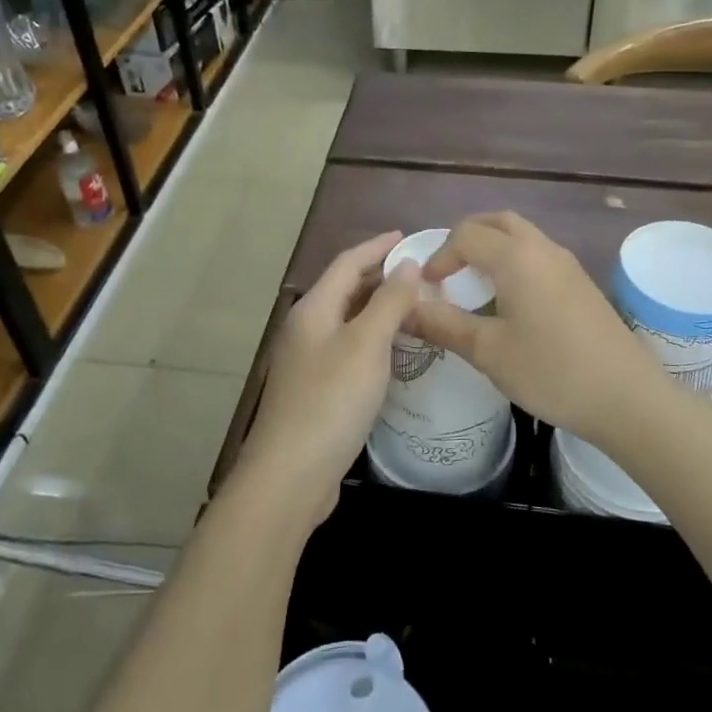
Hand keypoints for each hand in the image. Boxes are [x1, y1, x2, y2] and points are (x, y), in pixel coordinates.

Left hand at [231, 231, 424, 527]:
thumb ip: (389, 302)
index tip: (408, 236)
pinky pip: (350, 349)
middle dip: (380, 277)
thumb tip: (409, 265)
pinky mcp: (317, 391)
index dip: (377, 247)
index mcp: (313, 310)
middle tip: (421, 274)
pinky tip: (396, 352)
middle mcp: (307, 329)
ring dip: (379, 309)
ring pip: (348, 321)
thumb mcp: (367, 345)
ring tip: (416, 307)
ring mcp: (309, 362)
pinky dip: (374, 340)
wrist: (291, 474)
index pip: (347, 263)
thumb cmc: (331, 400)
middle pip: (345, 290)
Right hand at [406, 212, 669, 448]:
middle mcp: (543, 248)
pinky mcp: (582, 284)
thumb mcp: (489, 351)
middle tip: (448, 271)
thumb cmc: (552, 371)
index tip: (427, 289)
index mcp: (516, 257)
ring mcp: (568, 264)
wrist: (628, 397)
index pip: (466, 234)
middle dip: (466, 238)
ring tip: (474, 285)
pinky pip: (539, 255)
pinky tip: (510, 302)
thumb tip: (405, 310)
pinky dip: (515, 262)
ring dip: (493, 248)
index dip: (440, 256)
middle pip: (498, 222)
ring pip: (522, 236)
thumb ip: (443, 325)